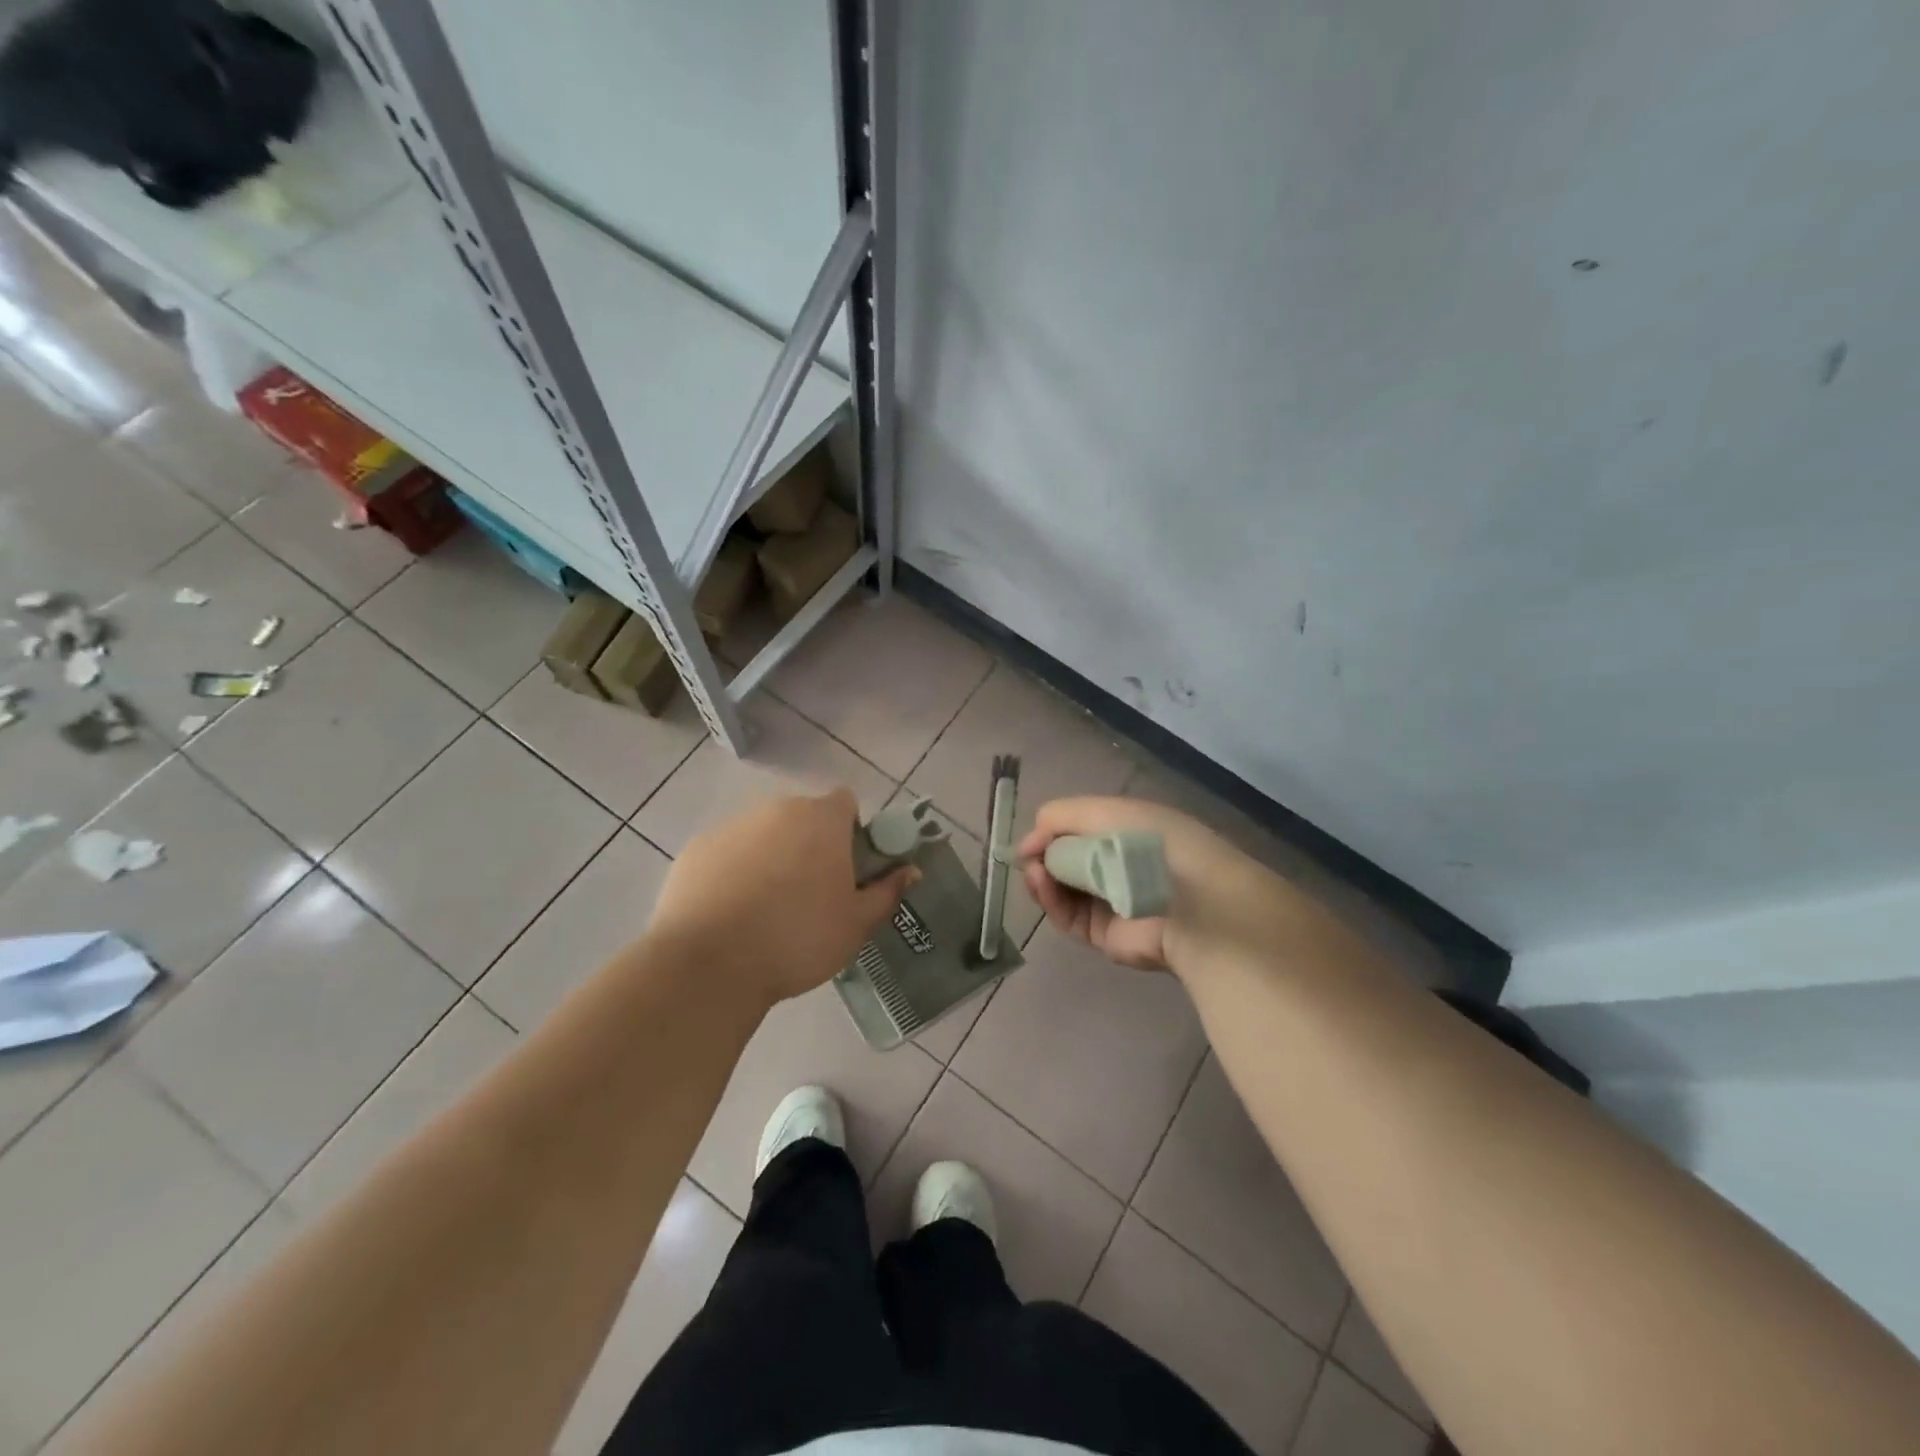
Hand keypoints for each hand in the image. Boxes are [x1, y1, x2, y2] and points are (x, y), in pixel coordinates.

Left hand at [649, 788, 917, 1007]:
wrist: (709, 965)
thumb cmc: (798, 940)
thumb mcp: (856, 925)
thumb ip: (886, 892)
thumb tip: (910, 870)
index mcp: (822, 819)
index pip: (845, 803)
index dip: (851, 831)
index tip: (847, 868)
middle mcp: (777, 809)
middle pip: (803, 817)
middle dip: (811, 845)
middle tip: (810, 894)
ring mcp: (732, 826)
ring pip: (764, 834)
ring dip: (772, 856)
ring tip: (766, 909)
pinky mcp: (697, 848)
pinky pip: (728, 852)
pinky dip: (734, 871)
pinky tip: (730, 913)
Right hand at [1018, 796, 1273, 977]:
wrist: (1190, 901)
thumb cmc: (1151, 844)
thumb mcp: (1104, 811)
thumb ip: (1060, 817)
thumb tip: (1029, 843)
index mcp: (1126, 831)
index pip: (1079, 830)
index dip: (1052, 831)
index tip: (1033, 836)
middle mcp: (1118, 866)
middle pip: (1066, 861)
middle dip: (1043, 855)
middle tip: (1029, 856)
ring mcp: (1110, 903)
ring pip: (1061, 890)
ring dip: (1042, 878)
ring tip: (1035, 871)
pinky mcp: (1104, 935)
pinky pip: (1067, 917)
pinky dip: (1050, 900)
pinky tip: (1041, 884)